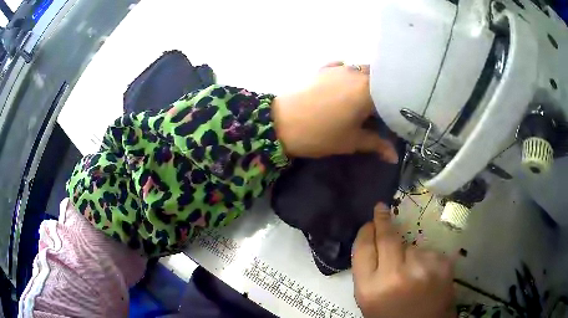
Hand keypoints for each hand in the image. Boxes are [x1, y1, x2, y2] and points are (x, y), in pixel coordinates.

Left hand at [271, 62, 397, 162]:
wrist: (280, 123)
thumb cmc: (320, 134)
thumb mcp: (351, 141)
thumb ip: (377, 145)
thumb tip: (394, 157)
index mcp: (368, 89)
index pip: (392, 92)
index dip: (396, 104)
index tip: (397, 116)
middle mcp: (356, 72)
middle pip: (378, 78)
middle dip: (383, 91)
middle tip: (381, 109)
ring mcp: (338, 67)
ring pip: (361, 70)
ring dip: (367, 82)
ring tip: (364, 99)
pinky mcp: (323, 68)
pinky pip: (342, 67)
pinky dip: (348, 75)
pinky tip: (345, 86)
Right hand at [352, 203, 455, 317]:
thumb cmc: (392, 317)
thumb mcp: (370, 300)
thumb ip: (369, 273)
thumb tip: (374, 243)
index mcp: (370, 288)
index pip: (363, 249)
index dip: (366, 232)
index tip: (369, 223)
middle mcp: (395, 275)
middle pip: (387, 238)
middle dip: (383, 220)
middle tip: (381, 209)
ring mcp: (422, 267)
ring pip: (411, 246)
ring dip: (409, 253)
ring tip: (413, 273)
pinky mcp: (442, 264)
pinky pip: (428, 252)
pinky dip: (425, 260)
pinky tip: (427, 275)